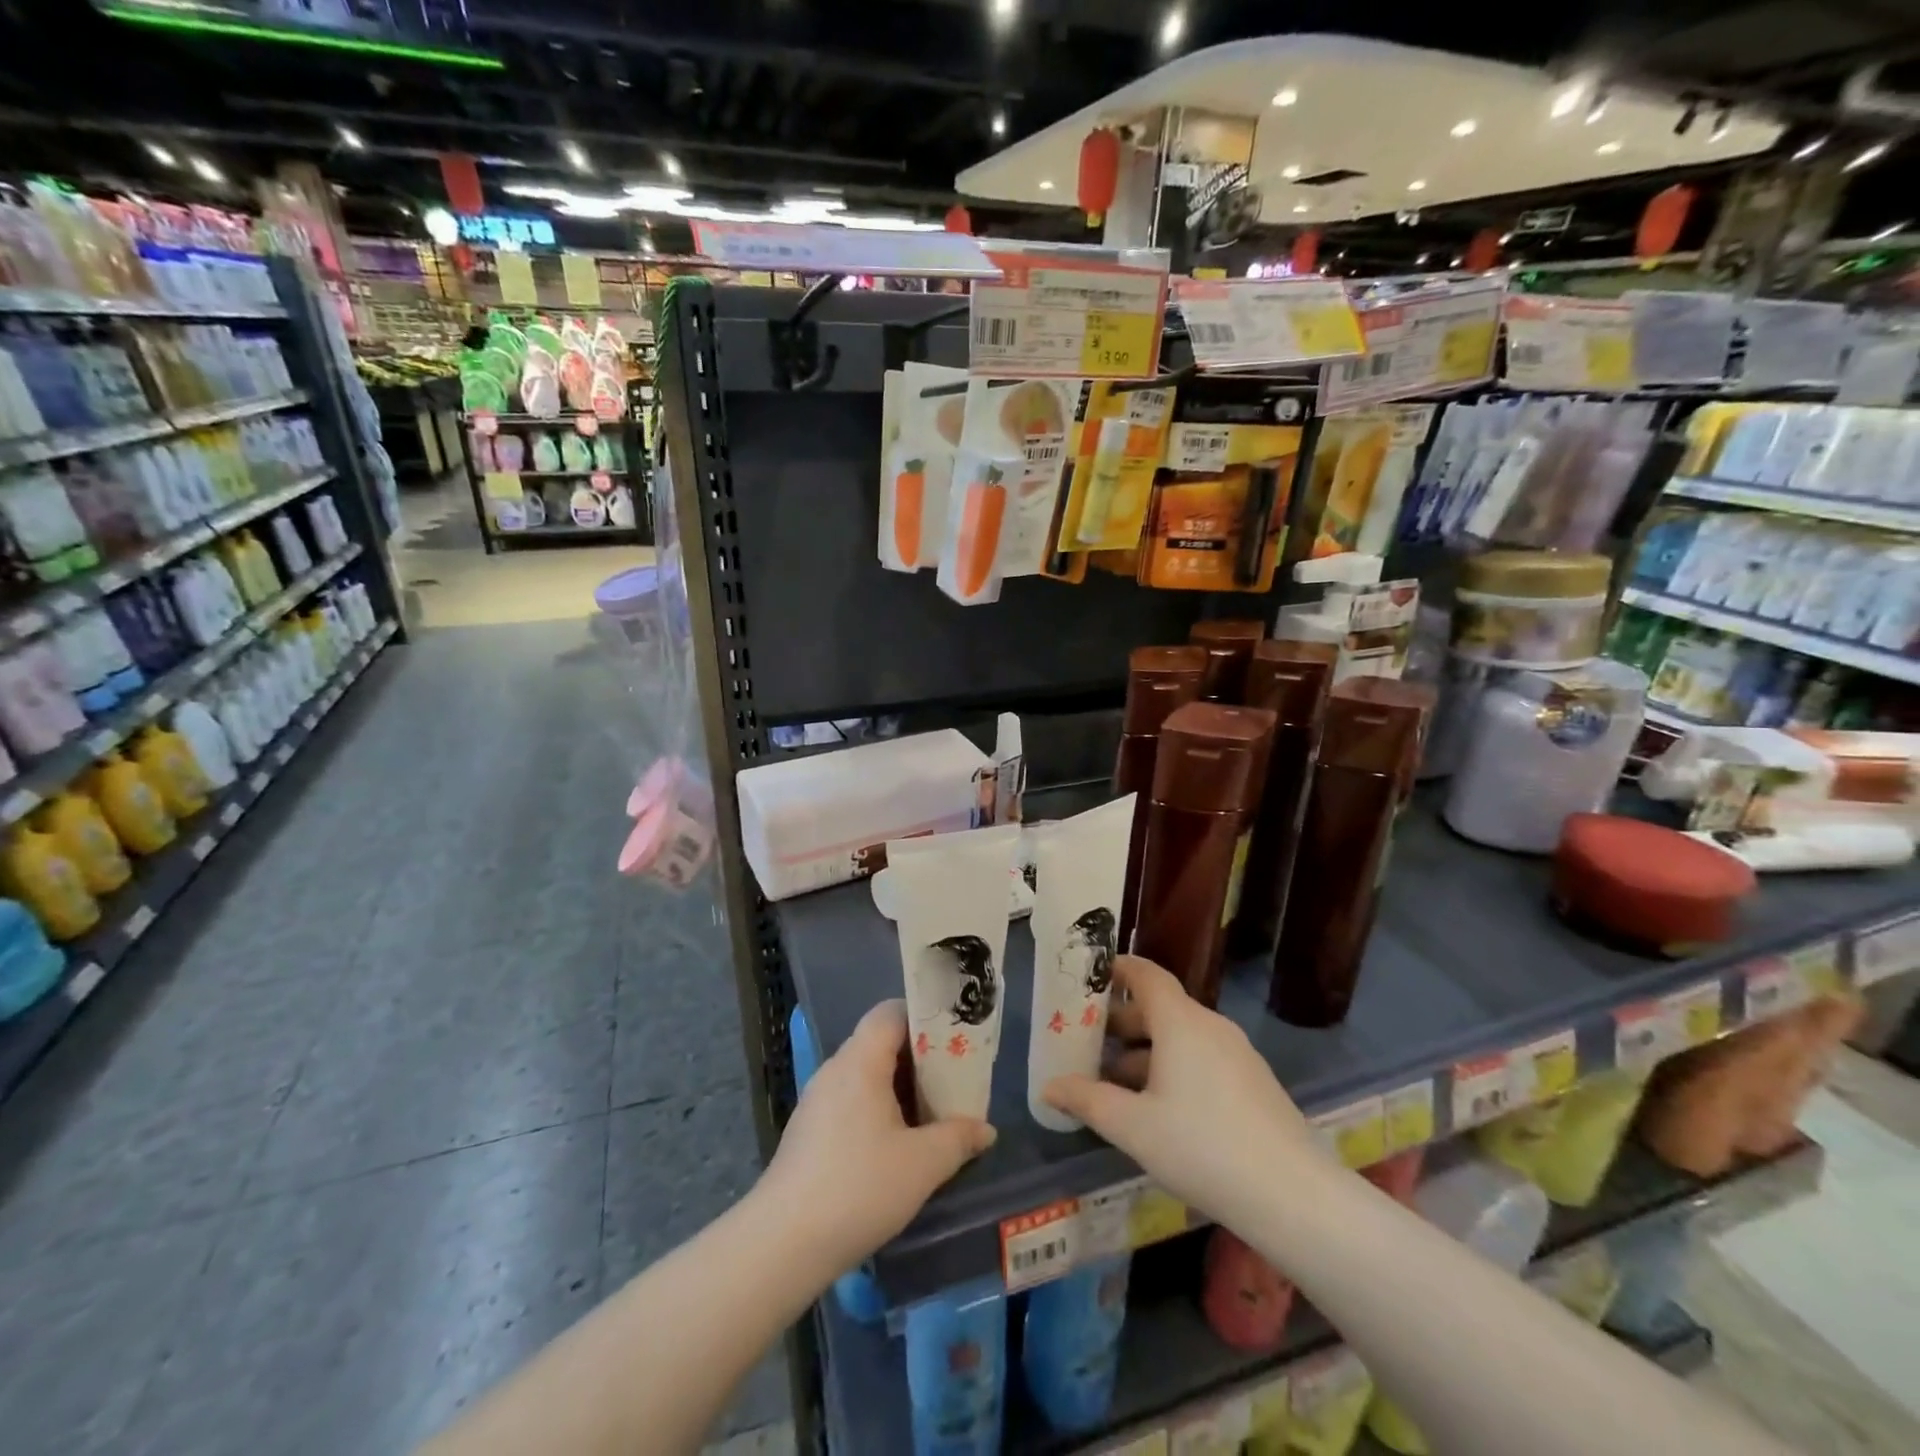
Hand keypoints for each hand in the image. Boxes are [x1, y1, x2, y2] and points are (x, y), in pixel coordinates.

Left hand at [761, 1000, 995, 1273]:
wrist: (783, 1243)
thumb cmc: (859, 1188)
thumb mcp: (922, 1164)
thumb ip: (958, 1139)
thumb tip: (985, 1129)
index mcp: (860, 1062)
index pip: (890, 1012)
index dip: (924, 1018)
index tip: (954, 1041)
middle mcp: (835, 1070)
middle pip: (880, 1043)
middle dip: (918, 1059)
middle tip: (952, 1082)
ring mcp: (816, 1101)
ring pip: (865, 1075)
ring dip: (898, 1088)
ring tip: (930, 1116)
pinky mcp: (808, 1131)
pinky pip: (850, 1101)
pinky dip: (876, 1110)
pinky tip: (894, 1146)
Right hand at [1044, 956, 1328, 1225]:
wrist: (1294, 1196)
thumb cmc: (1203, 1148)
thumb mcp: (1133, 1126)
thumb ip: (1088, 1100)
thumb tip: (1049, 1086)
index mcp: (1181, 1022)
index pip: (1146, 975)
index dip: (1117, 969)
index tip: (1088, 977)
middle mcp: (1210, 1027)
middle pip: (1160, 1007)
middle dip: (1121, 1020)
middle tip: (1087, 1039)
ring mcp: (1237, 1055)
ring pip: (1181, 1037)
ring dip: (1145, 1049)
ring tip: (1113, 1081)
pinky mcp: (1253, 1083)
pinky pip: (1202, 1059)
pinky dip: (1172, 1067)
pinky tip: (1157, 1107)